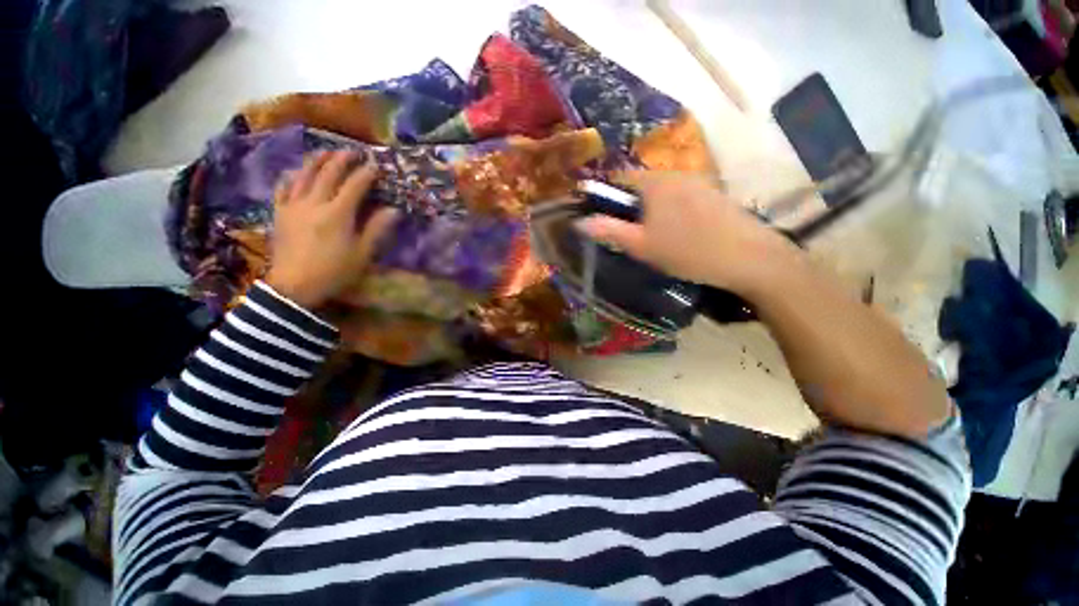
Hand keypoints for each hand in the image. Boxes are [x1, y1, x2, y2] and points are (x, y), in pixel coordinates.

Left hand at [265, 150, 396, 309]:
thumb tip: (393, 210)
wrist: (294, 287)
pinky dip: (291, 176)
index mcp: (337, 214)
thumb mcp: (362, 254)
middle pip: (328, 173)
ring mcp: (293, 206)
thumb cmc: (333, 271)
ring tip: (325, 151)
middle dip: (342, 159)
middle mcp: (314, 203)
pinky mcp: (280, 213)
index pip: (354, 185)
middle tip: (353, 152)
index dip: (366, 173)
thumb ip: (376, 229)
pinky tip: (295, 172)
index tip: (376, 166)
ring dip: (316, 160)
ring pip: (303, 175)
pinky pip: (283, 187)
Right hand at [576, 172, 800, 297]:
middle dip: (629, 207)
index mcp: (654, 182)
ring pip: (661, 193)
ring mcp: (697, 181)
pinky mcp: (713, 193)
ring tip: (655, 237)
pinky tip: (679, 234)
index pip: (618, 179)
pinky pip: (680, 198)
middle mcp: (675, 173)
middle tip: (630, 234)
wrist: (748, 257)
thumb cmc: (687, 251)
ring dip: (650, 211)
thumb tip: (580, 221)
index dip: (605, 197)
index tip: (602, 218)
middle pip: (640, 186)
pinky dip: (670, 211)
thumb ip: (609, 231)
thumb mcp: (641, 245)